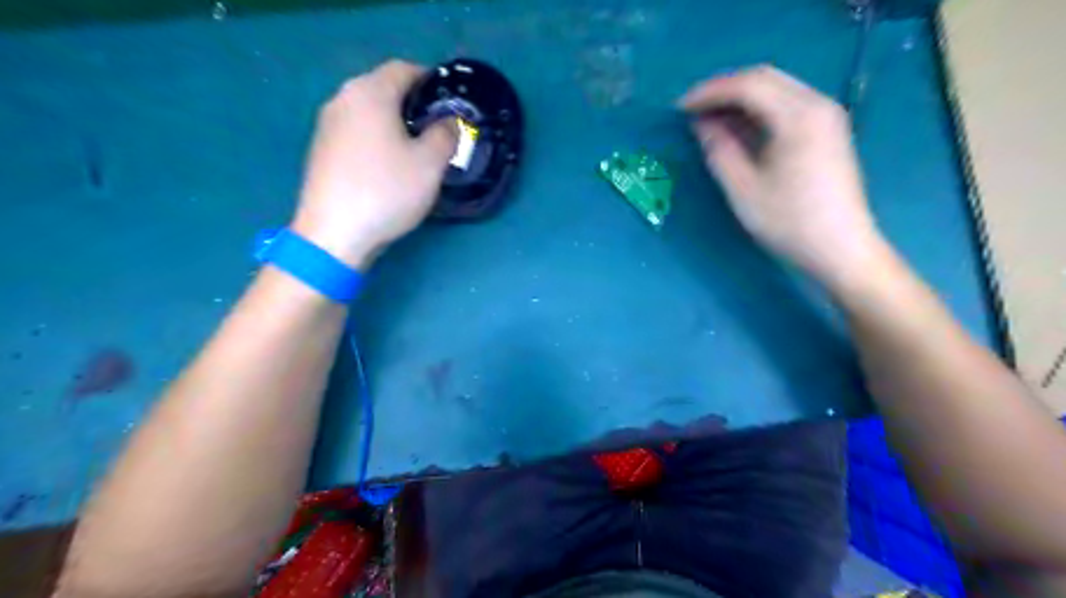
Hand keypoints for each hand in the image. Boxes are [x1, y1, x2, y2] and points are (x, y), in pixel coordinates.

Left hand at [289, 59, 458, 268]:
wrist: (333, 234)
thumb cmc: (386, 191)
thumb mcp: (430, 164)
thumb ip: (446, 134)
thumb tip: (448, 122)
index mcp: (369, 93)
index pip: (404, 69)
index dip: (431, 80)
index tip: (450, 103)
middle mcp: (342, 99)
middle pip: (384, 88)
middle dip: (414, 104)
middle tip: (439, 129)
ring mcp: (327, 125)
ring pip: (369, 112)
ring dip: (395, 123)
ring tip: (417, 148)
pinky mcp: (321, 150)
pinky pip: (357, 132)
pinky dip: (377, 139)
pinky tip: (388, 166)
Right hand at [684, 65, 891, 288]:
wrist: (840, 249)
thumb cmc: (789, 222)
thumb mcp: (743, 189)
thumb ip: (719, 150)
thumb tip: (702, 124)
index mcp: (798, 116)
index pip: (747, 86)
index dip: (709, 92)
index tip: (679, 108)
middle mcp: (817, 104)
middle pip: (765, 78)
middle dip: (724, 90)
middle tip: (692, 109)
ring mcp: (827, 116)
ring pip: (777, 89)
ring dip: (740, 98)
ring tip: (709, 118)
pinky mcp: (828, 131)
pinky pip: (788, 105)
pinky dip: (759, 110)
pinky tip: (739, 128)